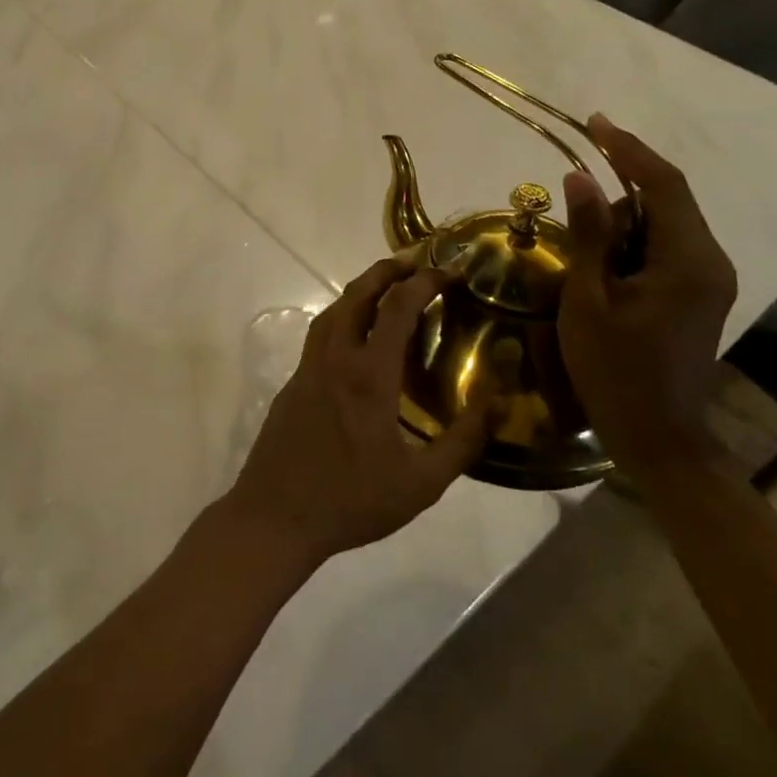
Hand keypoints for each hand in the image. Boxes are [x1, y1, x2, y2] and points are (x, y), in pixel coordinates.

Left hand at [224, 259, 494, 570]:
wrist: (275, 515)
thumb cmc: (351, 501)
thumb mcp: (420, 484)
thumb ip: (462, 442)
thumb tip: (500, 404)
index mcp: (368, 375)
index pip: (397, 307)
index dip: (425, 281)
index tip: (451, 270)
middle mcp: (335, 358)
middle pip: (358, 294)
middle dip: (388, 269)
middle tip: (416, 261)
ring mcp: (309, 367)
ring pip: (333, 309)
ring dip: (361, 289)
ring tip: (387, 288)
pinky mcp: (294, 381)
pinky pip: (321, 333)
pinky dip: (344, 315)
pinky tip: (357, 336)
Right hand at [556, 115, 737, 467]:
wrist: (658, 437)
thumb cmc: (615, 369)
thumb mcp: (588, 299)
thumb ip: (588, 234)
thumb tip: (580, 177)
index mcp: (688, 259)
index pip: (663, 184)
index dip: (627, 148)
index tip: (594, 122)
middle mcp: (709, 261)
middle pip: (664, 202)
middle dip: (617, 198)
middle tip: (572, 221)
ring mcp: (708, 280)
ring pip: (662, 227)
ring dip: (621, 227)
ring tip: (585, 266)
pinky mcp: (698, 296)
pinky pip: (664, 250)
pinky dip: (631, 246)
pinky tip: (602, 271)